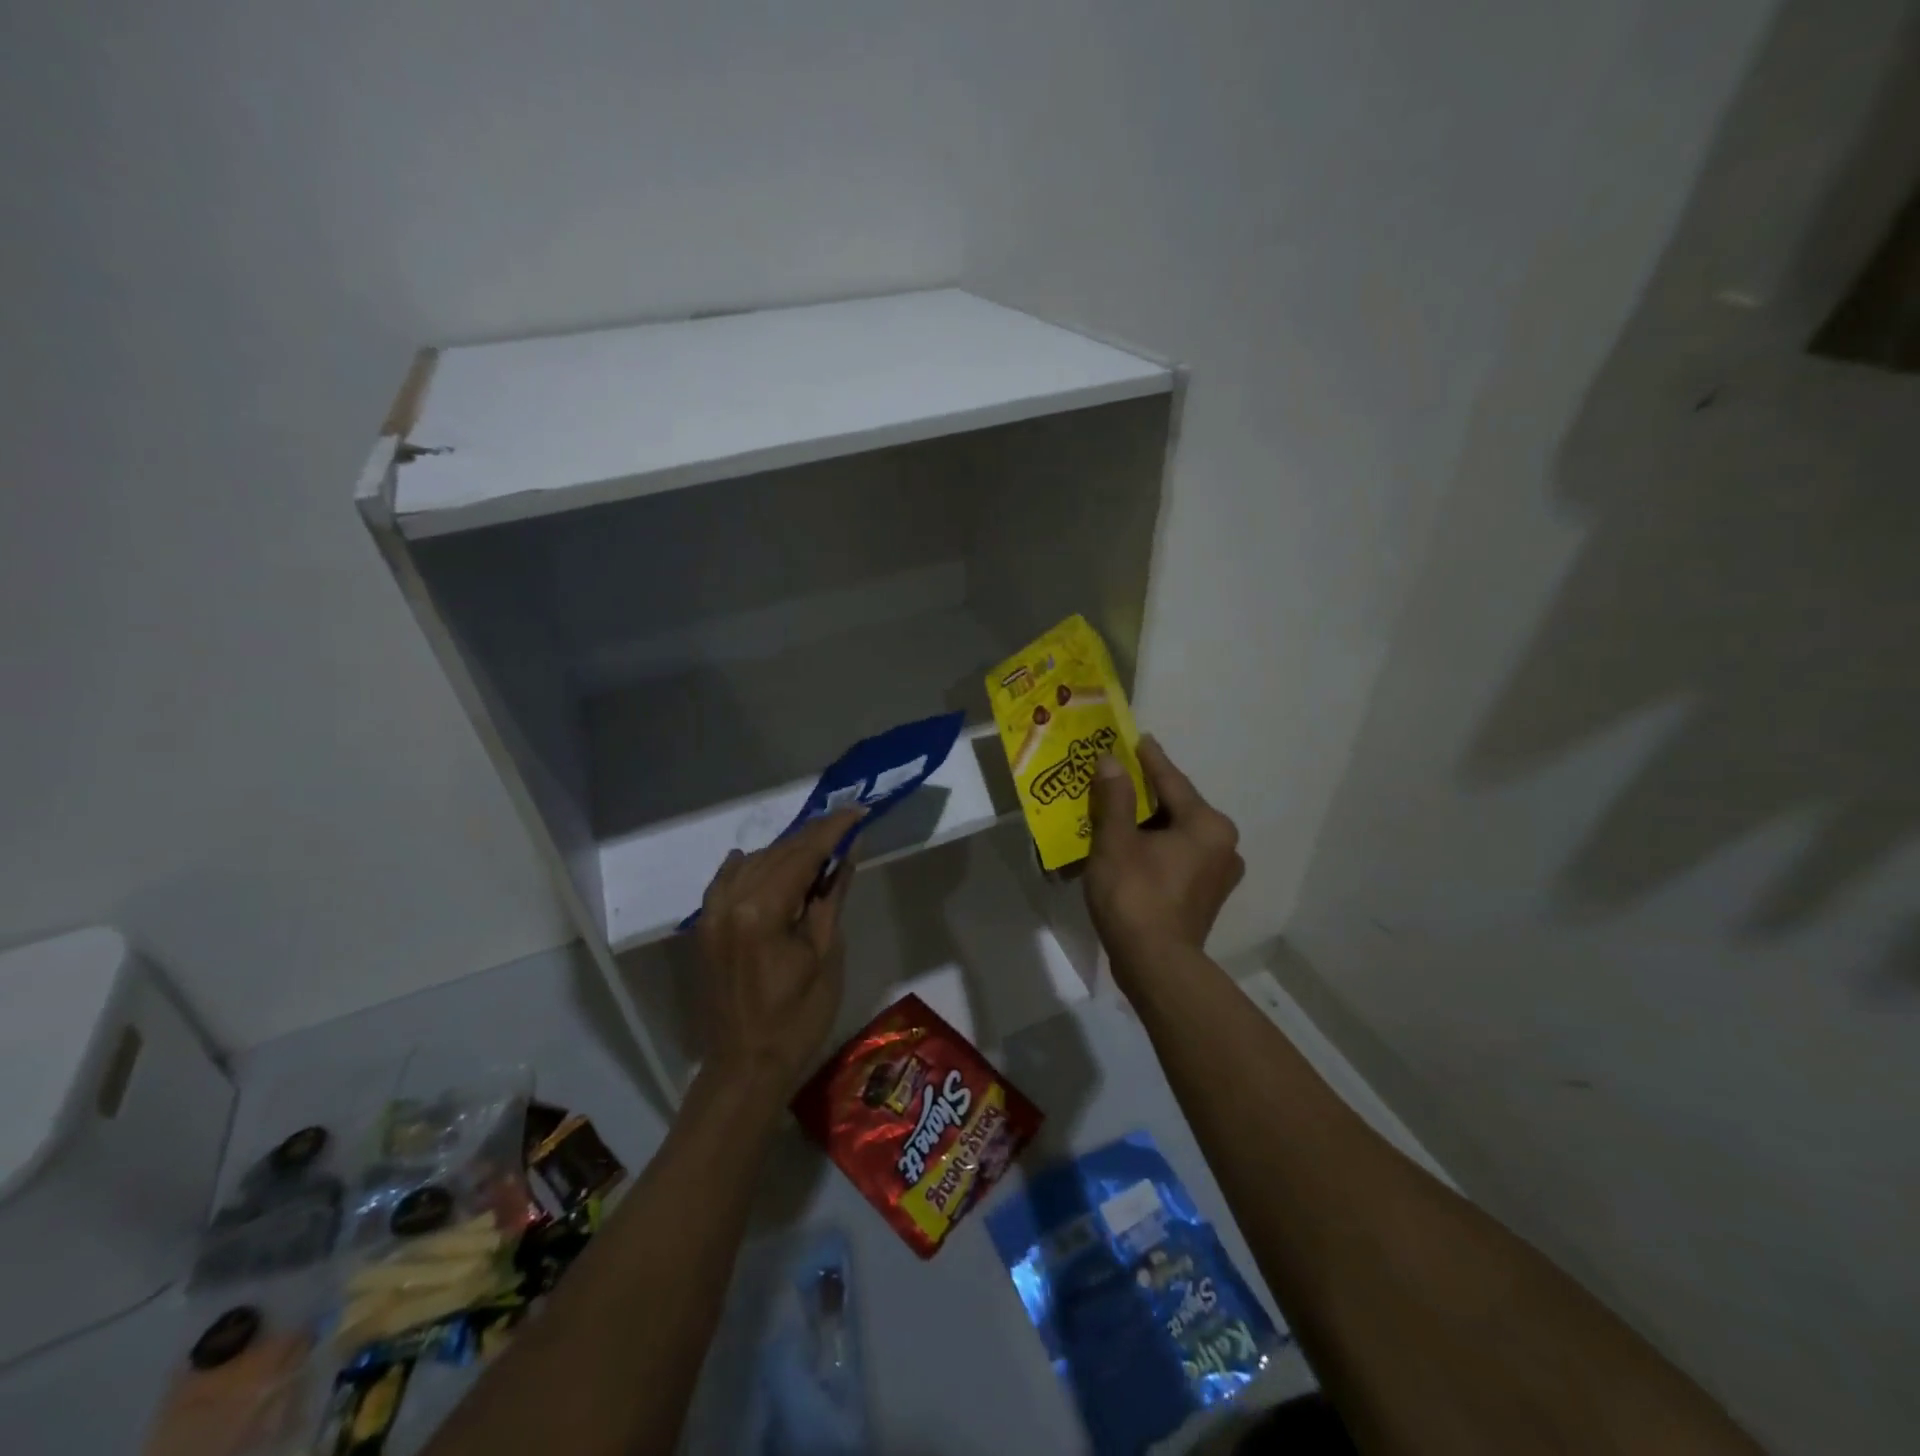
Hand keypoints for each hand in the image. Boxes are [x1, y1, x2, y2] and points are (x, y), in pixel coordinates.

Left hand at [696, 807, 861, 1099]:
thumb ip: (831, 897)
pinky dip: (747, 867)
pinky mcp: (705, 929)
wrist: (745, 1067)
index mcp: (760, 910)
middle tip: (845, 824)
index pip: (802, 854)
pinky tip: (758, 859)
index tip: (858, 810)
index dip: (832, 830)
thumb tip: (846, 853)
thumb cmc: (797, 1018)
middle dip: (812, 837)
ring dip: (785, 852)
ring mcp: (711, 915)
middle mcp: (729, 902)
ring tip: (817, 847)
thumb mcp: (825, 955)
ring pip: (752, 864)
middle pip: (777, 854)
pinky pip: (725, 883)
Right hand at [1086, 736, 1243, 982]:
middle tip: (1118, 777)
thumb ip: (1115, 797)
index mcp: (1207, 825)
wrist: (1156, 965)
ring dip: (1147, 825)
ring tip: (1118, 813)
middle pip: (1175, 808)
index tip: (1136, 738)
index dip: (1149, 759)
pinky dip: (1154, 849)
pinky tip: (1130, 849)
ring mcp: (1218, 873)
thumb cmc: (1136, 896)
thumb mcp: (1116, 841)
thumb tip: (1111, 762)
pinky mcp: (1206, 896)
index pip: (1172, 781)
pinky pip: (1178, 858)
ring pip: (1176, 835)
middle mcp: (1223, 844)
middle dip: (1144, 795)